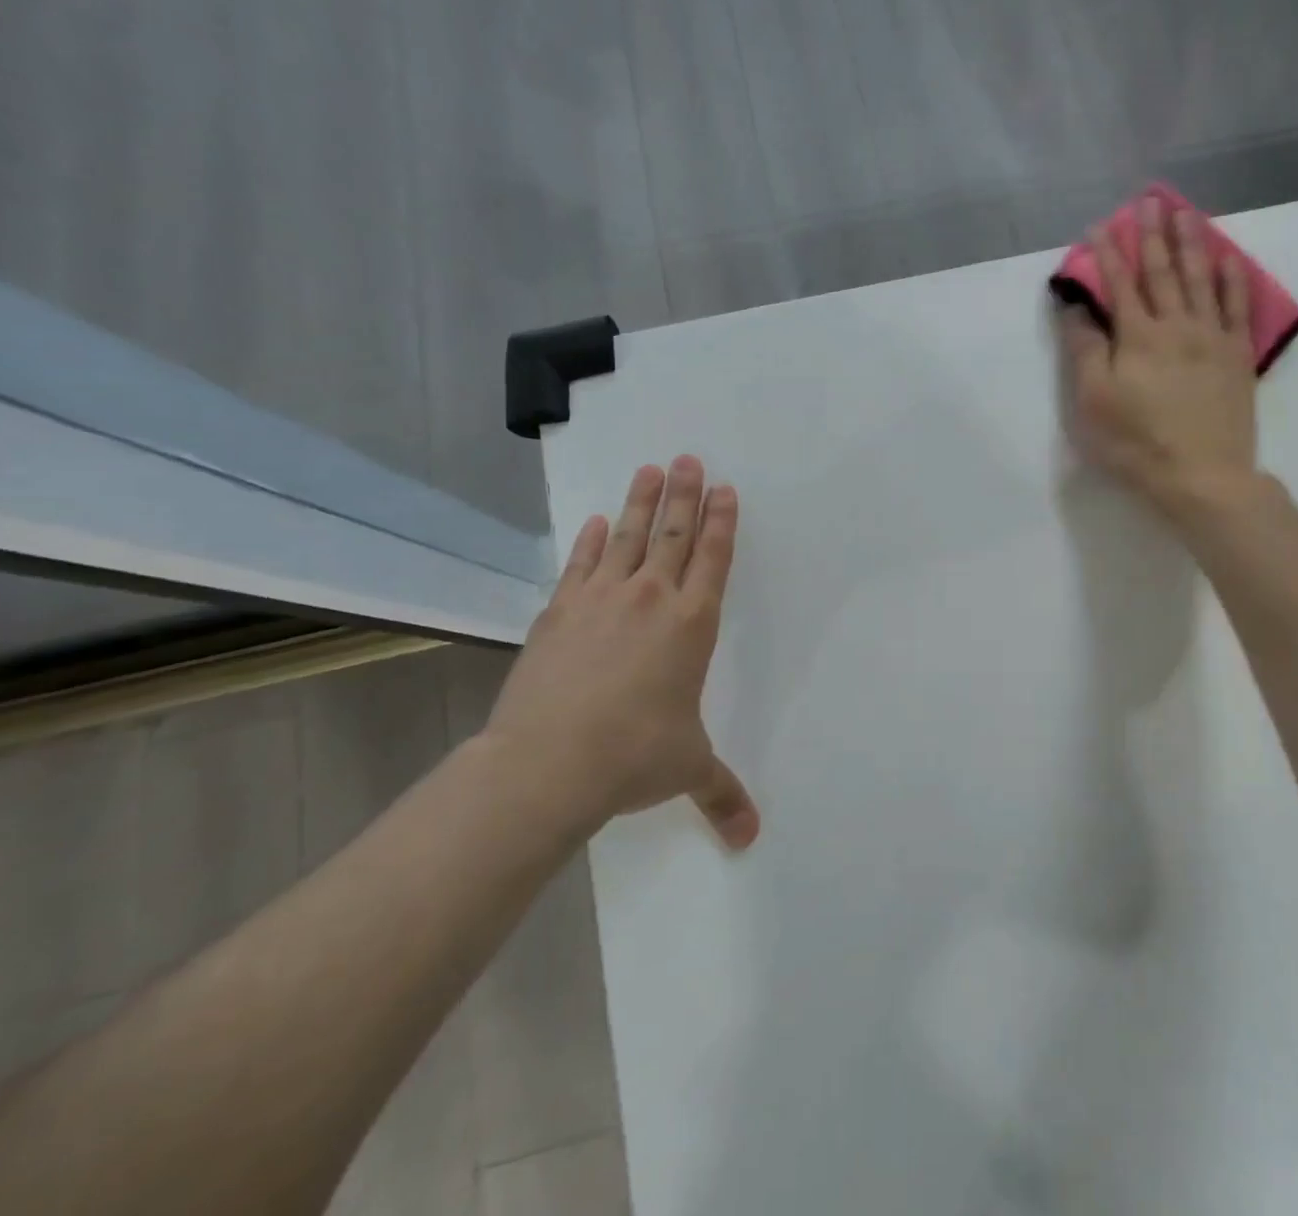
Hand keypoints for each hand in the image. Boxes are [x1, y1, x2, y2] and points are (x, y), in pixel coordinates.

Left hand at [482, 456, 759, 849]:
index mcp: (692, 624)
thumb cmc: (634, 757)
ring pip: (627, 536)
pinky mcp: (559, 613)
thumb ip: (722, 794)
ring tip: (651, 468)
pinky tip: (595, 522)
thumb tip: (750, 839)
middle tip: (689, 458)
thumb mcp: (687, 770)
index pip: (713, 558)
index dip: (721, 521)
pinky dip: (590, 541)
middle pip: (672, 533)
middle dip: (685, 494)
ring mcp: (601, 601)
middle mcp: (651, 599)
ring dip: (641, 501)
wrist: (548, 763)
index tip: (725, 489)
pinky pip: (581, 565)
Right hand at [1058, 195, 1258, 516]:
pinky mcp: (1236, 357)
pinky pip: (1236, 308)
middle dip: (1152, 235)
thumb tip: (1076, 308)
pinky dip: (1232, 280)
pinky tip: (1228, 259)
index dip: (1107, 253)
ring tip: (1185, 212)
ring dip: (1191, 243)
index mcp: (1137, 337)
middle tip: (1148, 200)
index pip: (1119, 284)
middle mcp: (1176, 326)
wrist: (1202, 476)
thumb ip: (1085, 350)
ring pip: (1200, 280)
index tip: (1099, 225)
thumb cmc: (1137, 443)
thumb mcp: (1094, 401)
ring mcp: (1211, 338)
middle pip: (1162, 272)